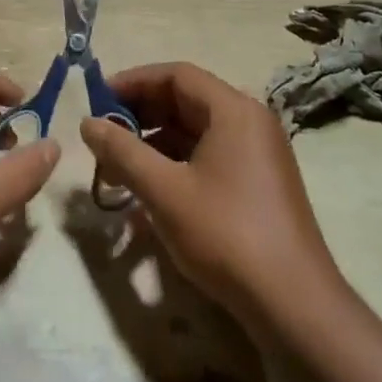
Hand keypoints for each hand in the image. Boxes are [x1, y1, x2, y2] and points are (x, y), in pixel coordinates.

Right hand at [80, 62, 339, 334]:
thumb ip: (122, 152)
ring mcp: (259, 154)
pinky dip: (177, 164)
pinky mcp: (260, 185)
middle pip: (187, 101)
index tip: (98, 101)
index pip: (177, 75)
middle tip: (104, 135)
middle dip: (141, 115)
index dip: (134, 82)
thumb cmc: (226, 235)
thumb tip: (87, 123)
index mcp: (234, 110)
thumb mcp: (164, 191)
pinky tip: (150, 191)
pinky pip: (210, 157)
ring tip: (117, 168)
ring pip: (196, 132)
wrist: (294, 307)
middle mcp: (250, 122)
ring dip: (155, 143)